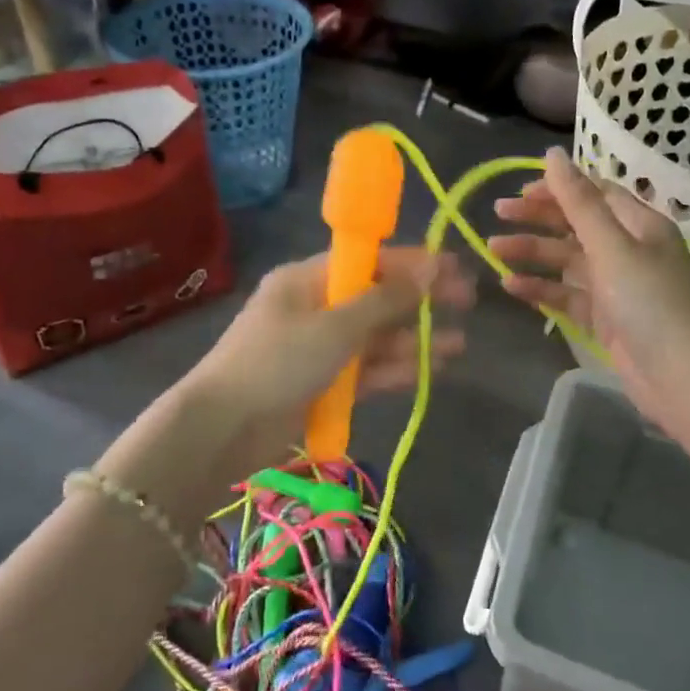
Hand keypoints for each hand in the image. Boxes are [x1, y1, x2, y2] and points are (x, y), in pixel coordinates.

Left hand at [188, 248, 473, 468]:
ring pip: (375, 338)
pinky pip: (365, 370)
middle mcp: (314, 307)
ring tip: (456, 345)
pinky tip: (430, 370)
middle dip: (419, 302)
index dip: (413, 263)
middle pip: (376, 298)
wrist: (223, 429)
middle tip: (467, 302)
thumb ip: (385, 301)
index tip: (453, 266)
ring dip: (413, 340)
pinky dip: (394, 369)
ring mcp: (318, 348)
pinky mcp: (322, 384)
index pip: (368, 261)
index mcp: (307, 280)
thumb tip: (430, 269)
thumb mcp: (335, 326)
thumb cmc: (277, 363)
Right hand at [489, 148, 689, 434]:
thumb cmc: (651, 304)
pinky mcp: (606, 319)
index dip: (558, 188)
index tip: (520, 190)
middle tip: (497, 213)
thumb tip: (553, 153)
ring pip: (568, 261)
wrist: (684, 379)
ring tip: (493, 250)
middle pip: (577, 224)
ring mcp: (617, 286)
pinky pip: (568, 295)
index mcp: (640, 225)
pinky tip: (510, 286)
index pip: (595, 193)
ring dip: (533, 253)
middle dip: (538, 218)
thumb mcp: (612, 247)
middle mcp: (629, 250)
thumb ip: (579, 203)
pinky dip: (541, 289)